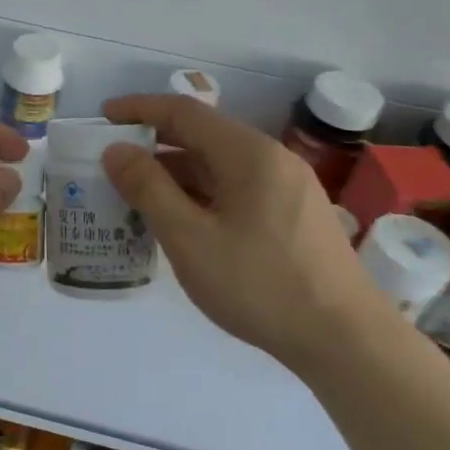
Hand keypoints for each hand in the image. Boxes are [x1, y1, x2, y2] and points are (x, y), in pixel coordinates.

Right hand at [101, 95, 383, 369]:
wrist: (345, 340)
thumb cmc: (260, 285)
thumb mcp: (190, 239)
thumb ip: (148, 189)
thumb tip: (117, 150)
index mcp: (248, 154)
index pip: (184, 112)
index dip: (140, 109)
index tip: (104, 116)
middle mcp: (272, 159)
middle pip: (203, 136)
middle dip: (154, 144)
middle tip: (112, 162)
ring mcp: (288, 187)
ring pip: (220, 166)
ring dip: (176, 174)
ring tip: (137, 196)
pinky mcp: (294, 215)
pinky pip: (237, 189)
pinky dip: (201, 194)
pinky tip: (181, 221)